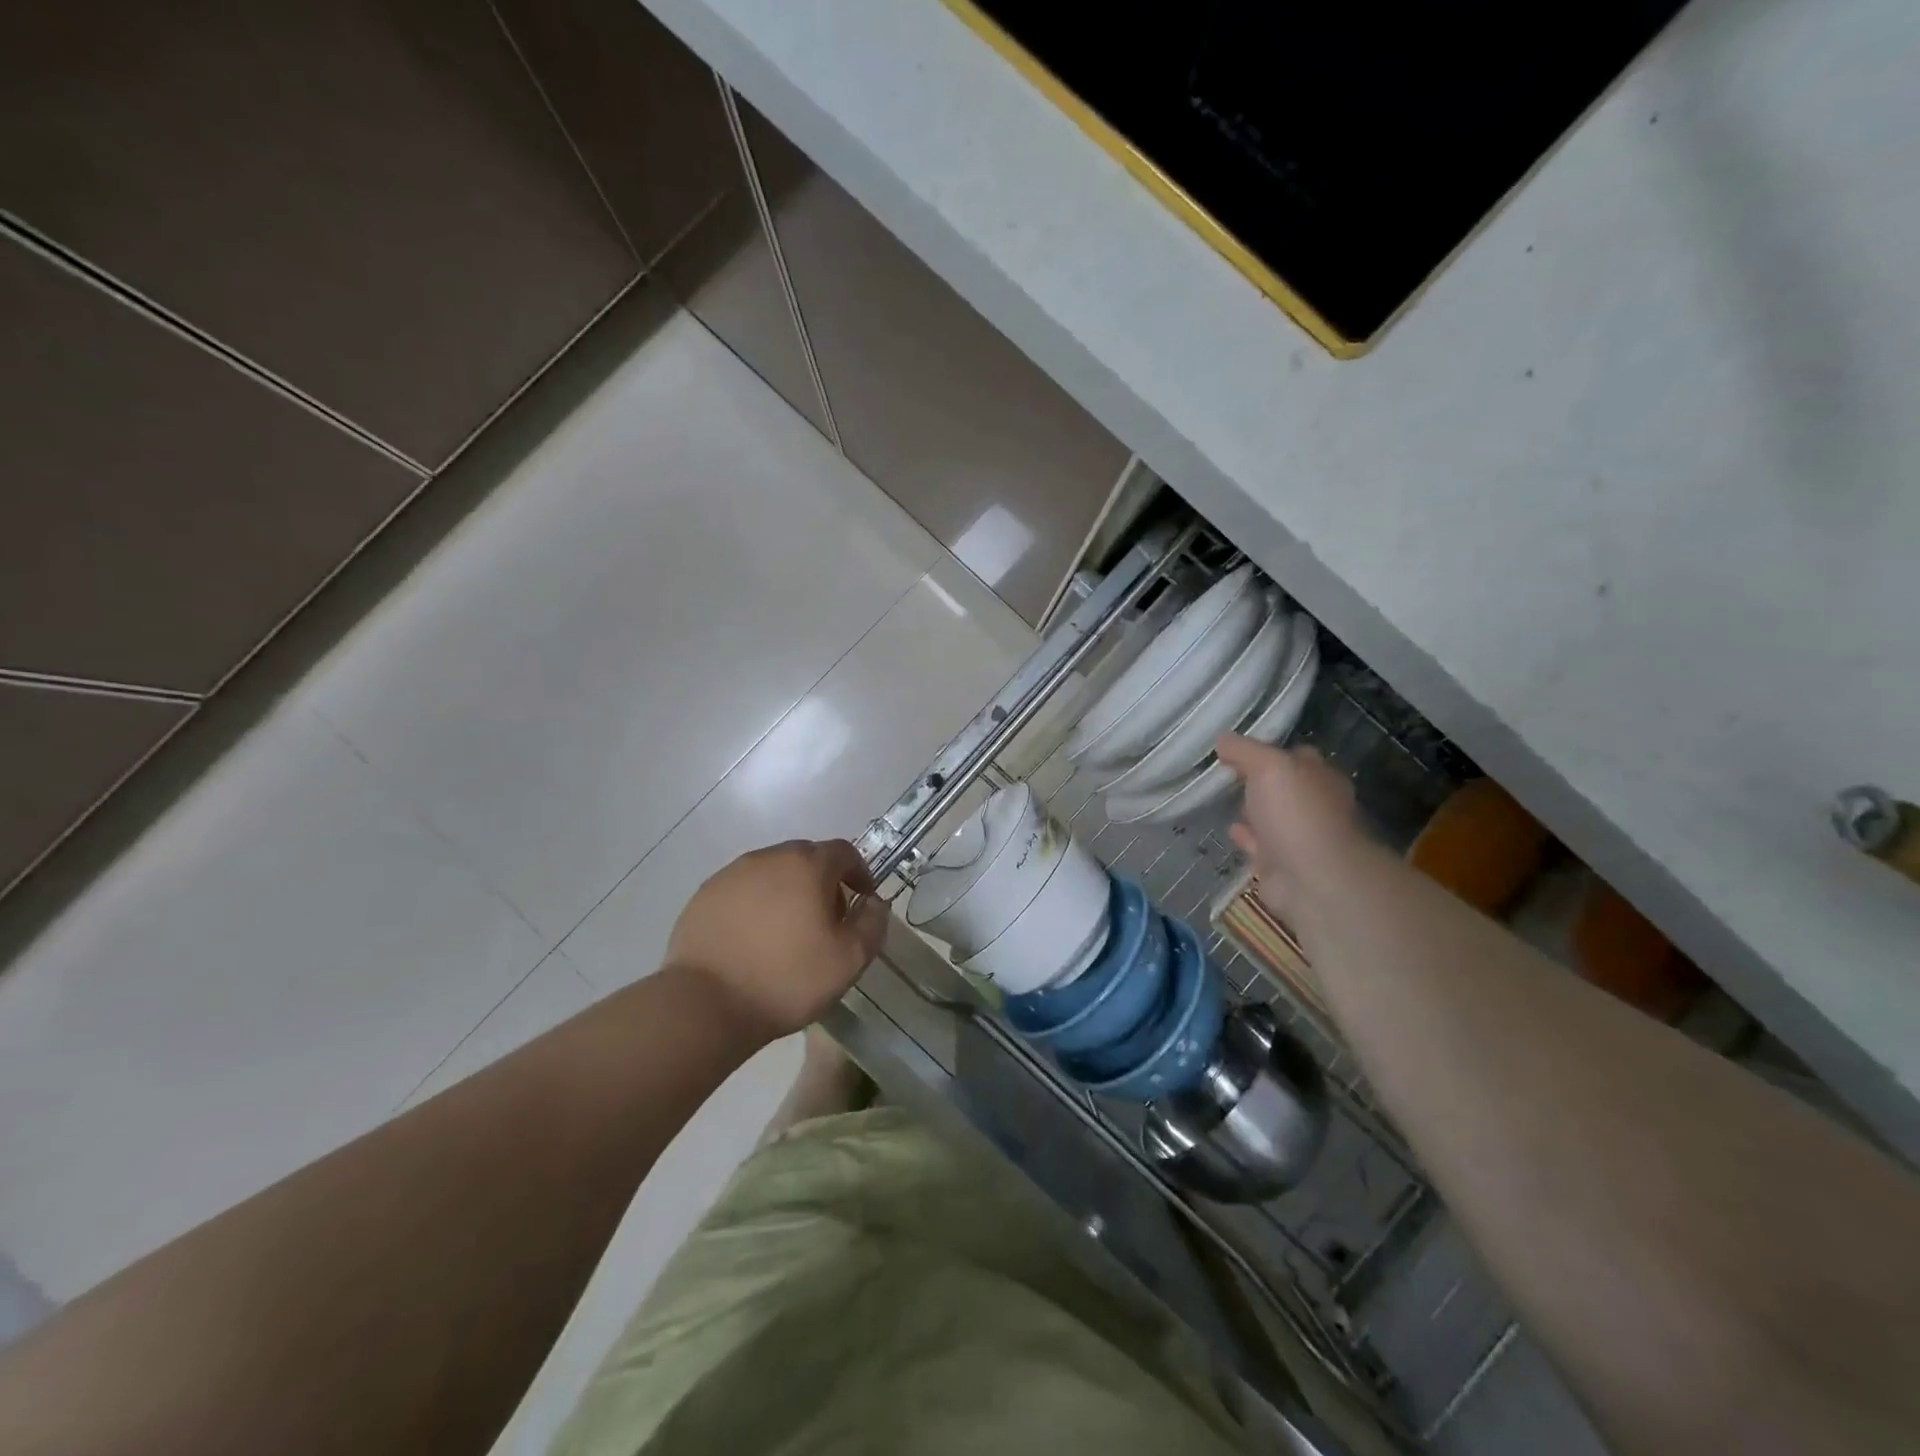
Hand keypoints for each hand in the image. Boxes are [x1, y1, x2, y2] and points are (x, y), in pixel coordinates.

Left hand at [666, 839, 889, 1042]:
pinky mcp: (705, 895)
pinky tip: (754, 939)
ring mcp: (731, 874)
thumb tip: (873, 902)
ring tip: (788, 931)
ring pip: (772, 872)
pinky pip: (742, 890)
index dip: (859, 873)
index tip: (862, 900)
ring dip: (788, 891)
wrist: (706, 1004)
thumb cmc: (787, 979)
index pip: (843, 852)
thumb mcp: (849, 960)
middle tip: (827, 919)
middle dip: (823, 881)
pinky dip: (756, 904)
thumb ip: (872, 923)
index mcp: (806, 865)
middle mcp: (768, 858)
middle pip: (806, 858)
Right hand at [1215, 735, 1370, 927]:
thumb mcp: (1269, 766)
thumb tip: (1222, 739)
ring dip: (1251, 809)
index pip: (1294, 755)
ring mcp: (1298, 837)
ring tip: (1221, 798)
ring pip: (1270, 817)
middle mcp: (1314, 805)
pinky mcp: (1281, 865)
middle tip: (1223, 771)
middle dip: (1258, 780)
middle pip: (1282, 786)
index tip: (1234, 747)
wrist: (1312, 880)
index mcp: (1320, 777)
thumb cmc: (1297, 813)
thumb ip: (1244, 750)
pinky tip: (1229, 829)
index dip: (1267, 749)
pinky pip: (1259, 845)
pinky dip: (1245, 836)